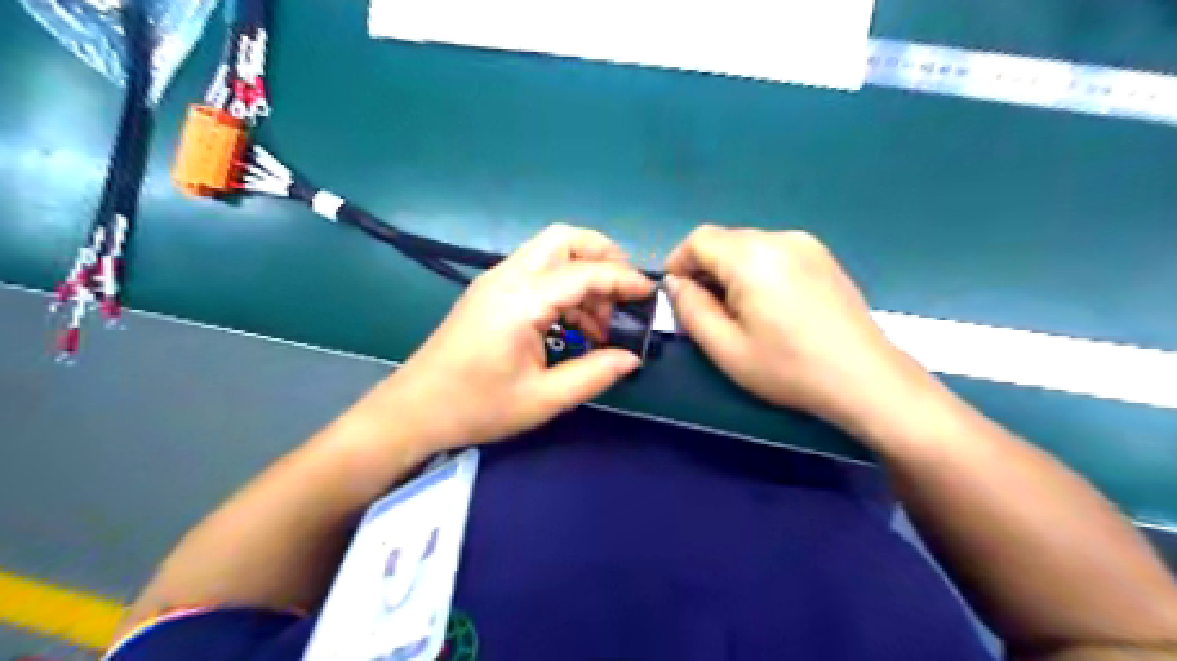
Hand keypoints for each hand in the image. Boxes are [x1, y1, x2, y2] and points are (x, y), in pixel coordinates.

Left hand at [368, 225, 652, 451]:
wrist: (414, 410)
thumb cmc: (476, 407)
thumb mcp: (542, 399)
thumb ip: (593, 375)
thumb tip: (631, 358)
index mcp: (522, 301)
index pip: (584, 273)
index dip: (623, 279)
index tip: (650, 294)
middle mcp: (508, 277)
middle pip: (564, 239)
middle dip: (602, 256)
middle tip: (623, 294)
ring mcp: (495, 281)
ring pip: (550, 252)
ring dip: (583, 274)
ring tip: (599, 324)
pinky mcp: (490, 292)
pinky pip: (537, 271)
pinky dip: (563, 285)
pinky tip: (573, 324)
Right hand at [660, 228, 927, 433]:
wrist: (865, 378)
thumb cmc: (788, 368)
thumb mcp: (725, 347)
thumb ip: (690, 309)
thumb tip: (675, 283)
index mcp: (752, 257)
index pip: (699, 239)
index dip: (679, 262)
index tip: (677, 295)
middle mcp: (779, 238)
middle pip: (725, 240)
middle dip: (705, 269)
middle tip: (706, 311)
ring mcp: (807, 244)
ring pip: (749, 246)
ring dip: (731, 270)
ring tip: (740, 312)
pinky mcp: (823, 257)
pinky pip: (774, 252)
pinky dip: (757, 271)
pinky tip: (770, 306)